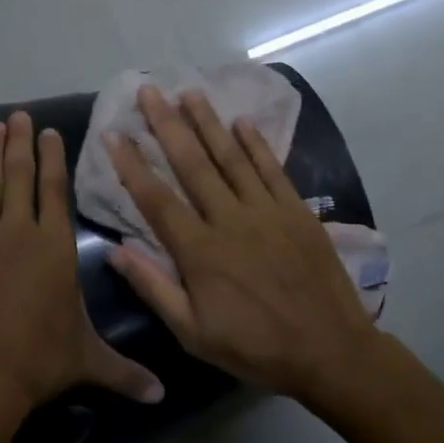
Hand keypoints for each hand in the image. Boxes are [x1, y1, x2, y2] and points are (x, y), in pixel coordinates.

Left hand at [0, 112, 164, 422]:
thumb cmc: (36, 363)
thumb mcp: (87, 361)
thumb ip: (126, 371)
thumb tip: (163, 395)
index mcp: (55, 246)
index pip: (55, 189)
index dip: (53, 158)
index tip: (49, 131)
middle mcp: (19, 229)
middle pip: (19, 174)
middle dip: (20, 141)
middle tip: (18, 114)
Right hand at [104, 87, 384, 402]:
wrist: (329, 351)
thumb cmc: (255, 347)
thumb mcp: (193, 333)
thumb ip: (154, 289)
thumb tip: (115, 251)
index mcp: (200, 251)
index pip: (156, 198)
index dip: (132, 164)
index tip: (114, 133)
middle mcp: (230, 220)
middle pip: (192, 164)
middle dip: (167, 124)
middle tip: (148, 91)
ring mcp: (267, 211)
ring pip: (230, 157)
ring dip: (207, 123)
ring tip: (188, 92)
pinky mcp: (297, 211)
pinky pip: (272, 169)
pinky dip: (256, 144)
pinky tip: (241, 122)